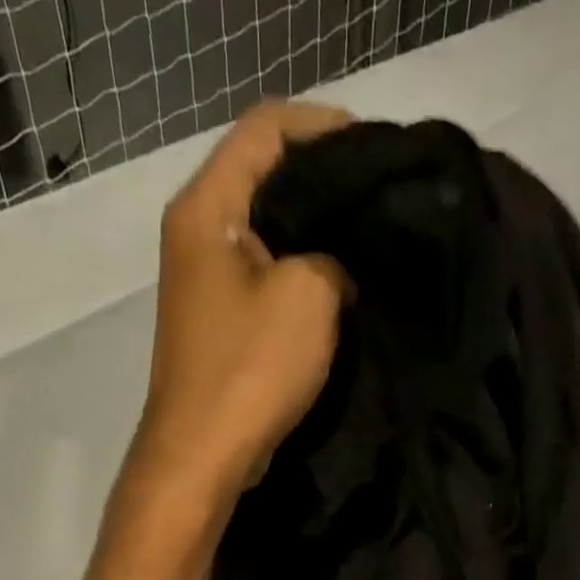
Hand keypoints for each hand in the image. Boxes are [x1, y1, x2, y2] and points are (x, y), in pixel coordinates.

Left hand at [137, 100, 351, 493]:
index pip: (265, 129)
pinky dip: (302, 271)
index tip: (377, 149)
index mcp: (207, 207)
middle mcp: (197, 231)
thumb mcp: (309, 296)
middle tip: (381, 195)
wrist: (204, 453)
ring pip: (268, 229)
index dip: (323, 126)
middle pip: (265, 175)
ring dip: (316, 230)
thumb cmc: (250, 368)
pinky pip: (266, 275)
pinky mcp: (220, 320)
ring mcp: (206, 279)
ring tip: (370, 237)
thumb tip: (337, 266)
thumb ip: (334, 256)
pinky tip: (342, 284)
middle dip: (325, 179)